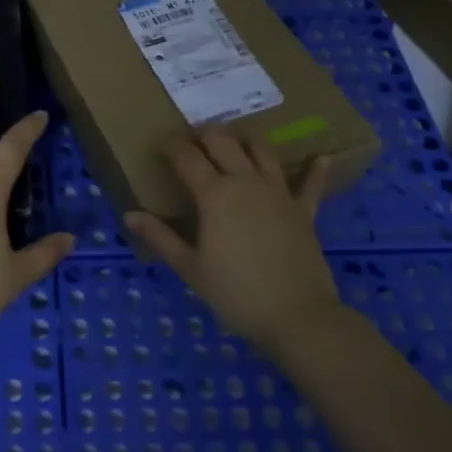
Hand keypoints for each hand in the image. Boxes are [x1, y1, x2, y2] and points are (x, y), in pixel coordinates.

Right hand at [124, 127, 340, 351]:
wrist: (296, 316)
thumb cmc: (235, 293)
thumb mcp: (189, 268)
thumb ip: (160, 237)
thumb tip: (130, 215)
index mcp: (214, 194)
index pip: (186, 156)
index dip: (171, 146)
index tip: (162, 146)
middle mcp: (245, 181)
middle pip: (223, 140)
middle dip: (204, 135)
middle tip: (193, 144)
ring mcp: (278, 192)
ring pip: (261, 150)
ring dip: (245, 141)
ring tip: (235, 144)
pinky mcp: (304, 209)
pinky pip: (311, 184)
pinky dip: (315, 169)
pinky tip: (321, 156)